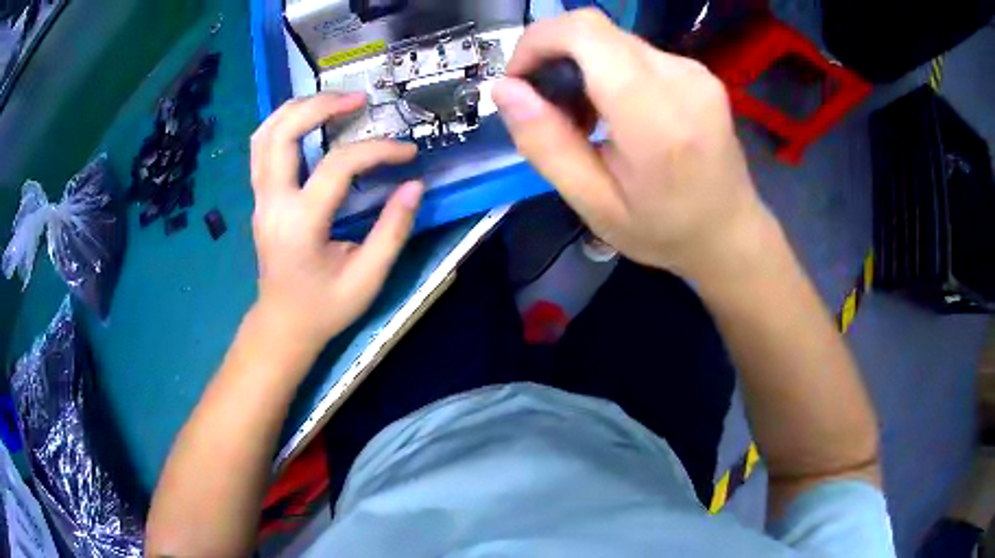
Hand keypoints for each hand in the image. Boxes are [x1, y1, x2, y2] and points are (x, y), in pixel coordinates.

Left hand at [249, 93, 422, 354]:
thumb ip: (392, 230)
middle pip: (283, 133)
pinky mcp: (259, 198)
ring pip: (265, 134)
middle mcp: (272, 204)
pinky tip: (308, 121)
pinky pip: (262, 148)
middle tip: (359, 99)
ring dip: (298, 109)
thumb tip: (415, 186)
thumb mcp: (367, 279)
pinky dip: (284, 124)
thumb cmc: (324, 308)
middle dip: (321, 106)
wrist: (282, 325)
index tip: (408, 153)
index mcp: (300, 226)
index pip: (337, 167)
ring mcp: (260, 199)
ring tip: (333, 101)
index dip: (377, 151)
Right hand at [493, 10, 770, 281]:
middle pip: (595, 31)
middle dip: (556, 58)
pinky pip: (636, 53)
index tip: (521, 79)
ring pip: (613, 41)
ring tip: (585, 118)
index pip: (585, 32)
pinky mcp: (698, 72)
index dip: (538, 40)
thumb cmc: (663, 229)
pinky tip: (615, 111)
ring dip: (583, 67)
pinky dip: (610, 71)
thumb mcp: (593, 203)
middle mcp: (680, 78)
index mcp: (655, 116)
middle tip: (551, 109)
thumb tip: (504, 89)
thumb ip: (546, 144)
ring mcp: (694, 71)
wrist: (730, 233)